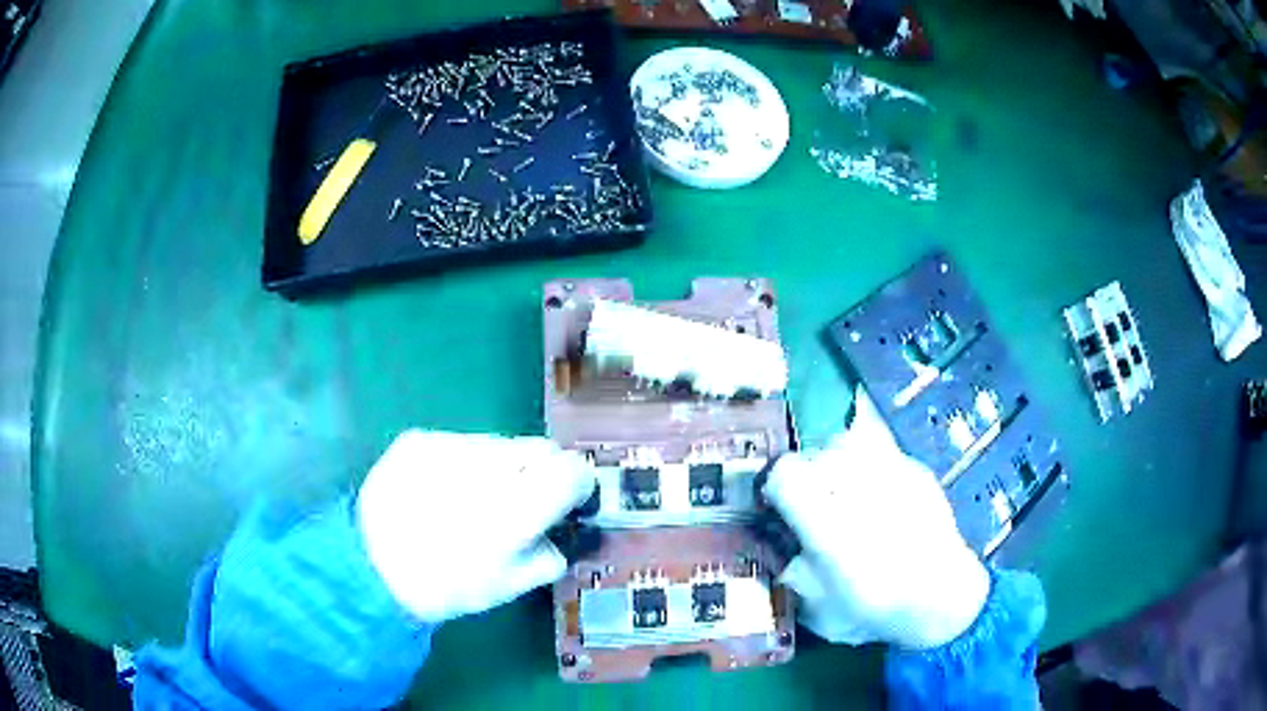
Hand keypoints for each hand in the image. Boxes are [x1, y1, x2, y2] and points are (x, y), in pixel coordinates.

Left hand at [356, 430, 594, 623]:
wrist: (370, 567)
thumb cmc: (446, 587)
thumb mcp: (508, 587)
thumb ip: (547, 556)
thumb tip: (556, 535)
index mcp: (516, 510)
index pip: (571, 470)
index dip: (577, 483)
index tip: (568, 500)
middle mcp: (487, 467)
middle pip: (540, 449)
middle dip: (539, 472)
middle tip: (518, 502)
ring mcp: (449, 447)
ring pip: (499, 444)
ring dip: (499, 466)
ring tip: (469, 498)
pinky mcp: (419, 438)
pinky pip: (459, 443)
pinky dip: (461, 463)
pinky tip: (439, 490)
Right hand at [763, 387, 989, 649]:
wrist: (942, 597)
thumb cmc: (874, 610)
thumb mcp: (815, 608)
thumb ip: (790, 572)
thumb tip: (779, 547)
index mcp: (828, 524)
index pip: (785, 473)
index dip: (773, 487)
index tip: (776, 505)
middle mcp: (859, 487)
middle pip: (813, 454)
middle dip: (804, 477)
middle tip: (810, 505)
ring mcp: (891, 471)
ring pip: (845, 442)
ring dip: (833, 462)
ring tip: (840, 489)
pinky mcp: (914, 468)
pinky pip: (878, 447)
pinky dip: (866, 463)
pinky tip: (873, 491)